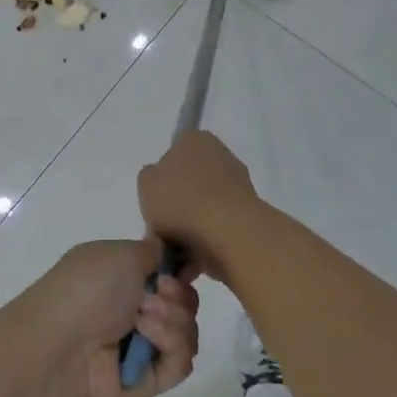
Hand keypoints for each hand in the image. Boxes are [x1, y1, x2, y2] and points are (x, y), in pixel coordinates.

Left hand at [26, 239, 200, 396]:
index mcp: (118, 277)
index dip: (179, 270)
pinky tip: (147, 338)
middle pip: (183, 302)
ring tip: (143, 318)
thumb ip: (150, 252)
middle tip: (159, 292)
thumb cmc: (87, 289)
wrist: (61, 347)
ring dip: (173, 319)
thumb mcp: (119, 254)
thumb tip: (164, 251)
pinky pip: (181, 363)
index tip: (183, 268)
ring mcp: (140, 347)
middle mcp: (130, 311)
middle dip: (178, 294)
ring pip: (187, 331)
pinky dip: (171, 345)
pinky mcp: (148, 381)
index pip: (164, 274)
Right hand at [137, 131, 262, 280]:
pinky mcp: (251, 212)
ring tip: (176, 249)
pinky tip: (194, 256)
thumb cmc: (180, 201)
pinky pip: (219, 224)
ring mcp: (239, 183)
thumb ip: (150, 177)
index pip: (174, 151)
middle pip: (190, 180)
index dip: (162, 177)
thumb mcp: (146, 184)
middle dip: (178, 203)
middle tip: (162, 227)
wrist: (229, 233)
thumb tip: (162, 182)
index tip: (156, 199)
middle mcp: (220, 154)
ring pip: (204, 205)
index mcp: (194, 139)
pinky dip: (207, 239)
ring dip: (191, 225)